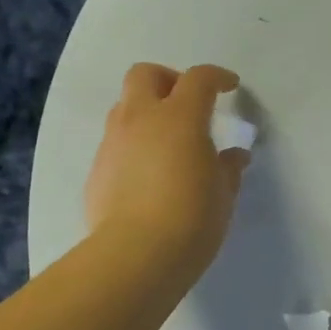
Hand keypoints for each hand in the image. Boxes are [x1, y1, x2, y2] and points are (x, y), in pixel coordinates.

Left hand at [85, 63, 248, 281]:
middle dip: (167, 80)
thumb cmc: (192, 218)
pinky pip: (115, 142)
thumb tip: (234, 156)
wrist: (135, 255)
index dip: (217, 77)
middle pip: (145, 74)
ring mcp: (113, 142)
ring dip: (146, 112)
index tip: (230, 87)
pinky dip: (133, 146)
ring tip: (166, 142)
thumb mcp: (223, 194)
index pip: (199, 79)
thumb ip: (228, 168)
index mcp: (180, 117)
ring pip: (124, 106)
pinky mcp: (96, 169)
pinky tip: (147, 175)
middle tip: (186, 104)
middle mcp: (141, 119)